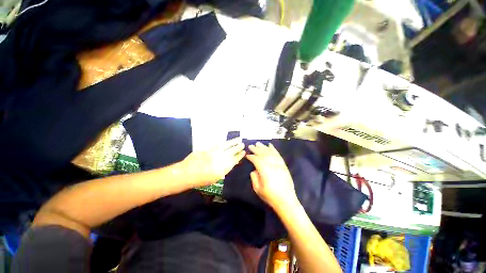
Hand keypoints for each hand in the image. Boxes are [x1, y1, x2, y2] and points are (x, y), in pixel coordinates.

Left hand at [182, 138, 244, 186]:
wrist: (187, 173)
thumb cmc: (201, 179)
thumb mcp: (215, 177)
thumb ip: (224, 169)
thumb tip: (229, 163)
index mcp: (223, 168)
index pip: (234, 160)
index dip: (239, 156)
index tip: (244, 152)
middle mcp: (220, 158)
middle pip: (232, 151)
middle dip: (238, 147)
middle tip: (243, 144)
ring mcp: (214, 152)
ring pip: (226, 145)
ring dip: (232, 142)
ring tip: (238, 139)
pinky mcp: (208, 148)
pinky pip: (218, 144)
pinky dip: (223, 142)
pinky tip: (226, 141)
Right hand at [246, 142, 298, 209]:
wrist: (286, 200)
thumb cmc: (270, 196)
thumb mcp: (258, 189)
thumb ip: (254, 178)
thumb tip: (254, 170)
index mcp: (264, 171)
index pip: (256, 160)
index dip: (251, 156)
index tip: (247, 155)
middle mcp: (272, 165)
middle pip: (263, 154)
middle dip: (256, 149)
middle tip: (250, 145)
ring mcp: (278, 164)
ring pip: (270, 152)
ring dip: (263, 147)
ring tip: (258, 143)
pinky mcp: (283, 165)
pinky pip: (278, 154)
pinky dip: (273, 149)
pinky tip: (270, 145)